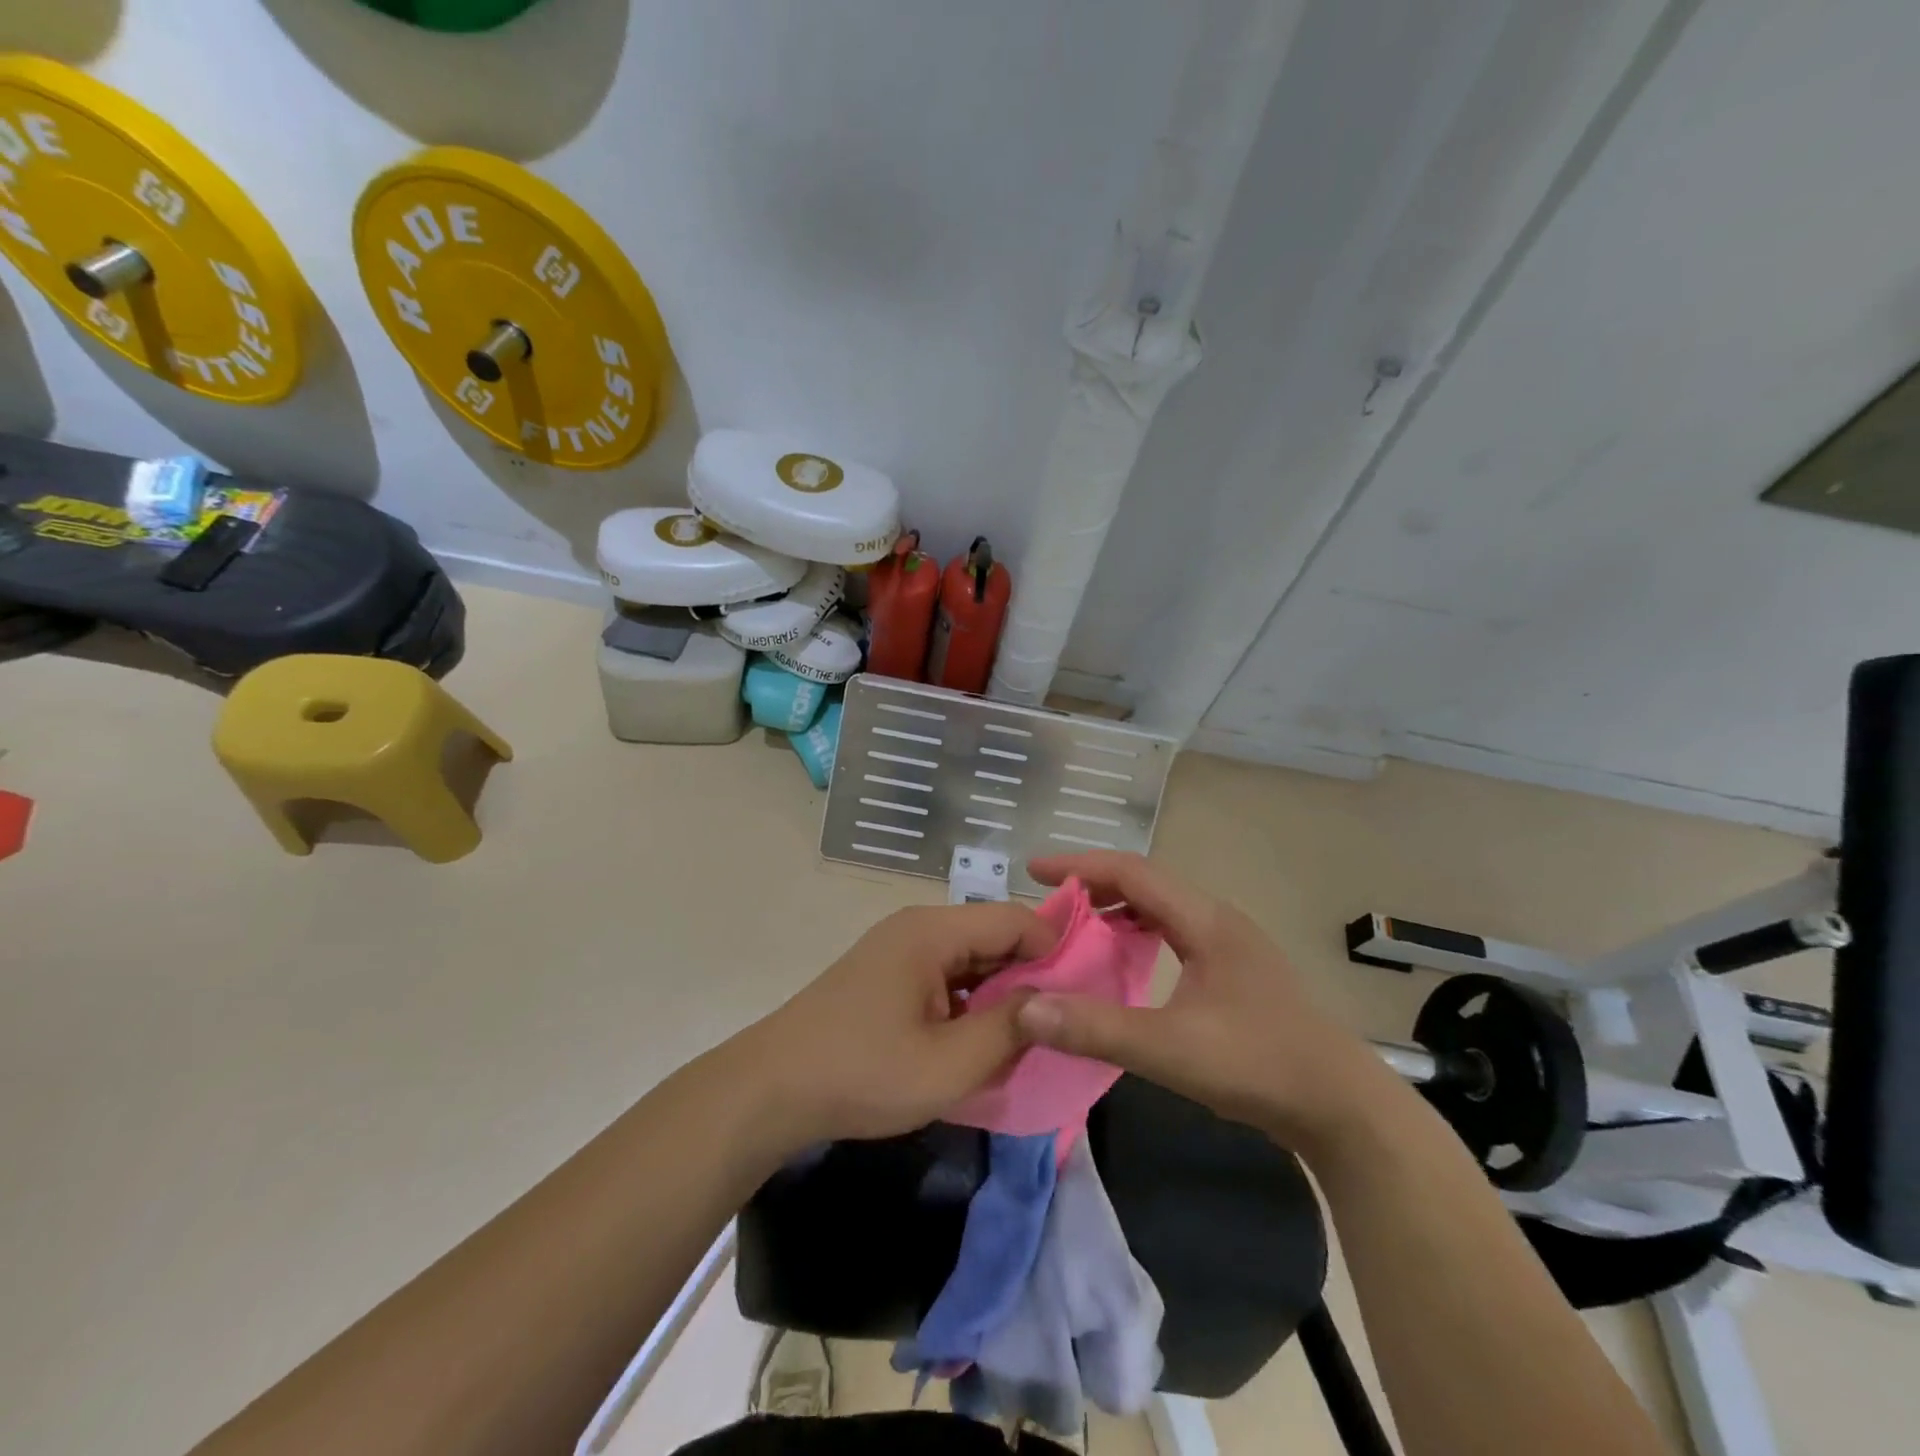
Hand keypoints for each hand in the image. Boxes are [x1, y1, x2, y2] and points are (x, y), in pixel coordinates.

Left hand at [738, 902, 1059, 1146]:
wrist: (771, 1090)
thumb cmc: (863, 1072)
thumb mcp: (948, 1063)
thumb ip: (1010, 1029)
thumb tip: (1054, 1001)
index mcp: (933, 931)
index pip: (1015, 919)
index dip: (1055, 951)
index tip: (1082, 996)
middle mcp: (917, 928)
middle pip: (992, 935)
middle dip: (1030, 976)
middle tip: (1061, 1022)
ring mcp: (898, 951)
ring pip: (970, 959)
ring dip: (999, 993)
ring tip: (1028, 1036)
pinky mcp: (887, 977)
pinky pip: (945, 978)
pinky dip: (970, 1003)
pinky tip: (981, 1040)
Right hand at [1016, 852, 1380, 1147]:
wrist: (1342, 1107)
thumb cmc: (1259, 1066)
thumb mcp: (1170, 1048)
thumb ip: (1096, 1028)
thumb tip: (1026, 1010)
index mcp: (1205, 920)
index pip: (1132, 872)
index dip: (1079, 865)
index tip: (1033, 871)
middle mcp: (1217, 920)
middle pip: (1145, 884)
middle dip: (1093, 887)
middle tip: (1048, 906)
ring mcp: (1230, 945)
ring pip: (1161, 909)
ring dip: (1116, 911)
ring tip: (1076, 931)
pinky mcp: (1234, 972)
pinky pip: (1173, 934)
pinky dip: (1137, 937)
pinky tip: (1123, 964)